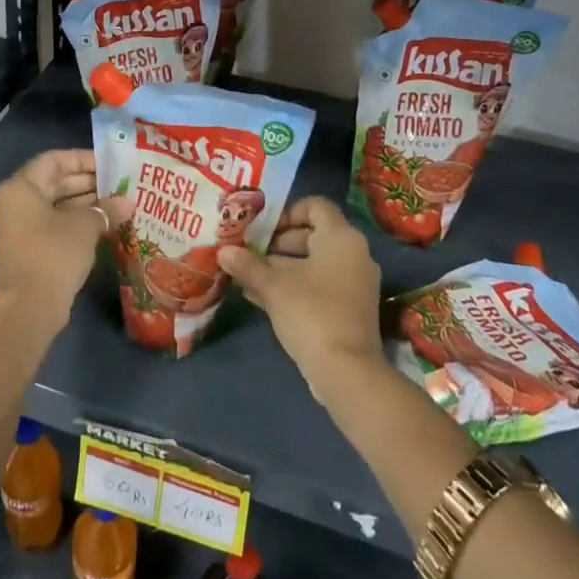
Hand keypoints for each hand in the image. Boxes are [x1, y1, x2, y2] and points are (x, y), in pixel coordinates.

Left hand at [0, 150, 129, 331]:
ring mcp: (16, 228)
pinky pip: (50, 225)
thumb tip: (128, 202)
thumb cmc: (54, 253)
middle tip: (117, 184)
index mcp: (19, 188)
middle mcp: (12, 203)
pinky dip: (73, 222)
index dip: (82, 159)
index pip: (53, 160)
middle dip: (86, 183)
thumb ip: (106, 209)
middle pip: (52, 182)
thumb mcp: (85, 226)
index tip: (109, 164)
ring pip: (53, 205)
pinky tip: (102, 225)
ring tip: (116, 203)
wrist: (29, 308)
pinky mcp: (24, 249)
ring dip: (83, 203)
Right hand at [218, 197, 382, 384]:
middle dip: (278, 243)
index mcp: (341, 238)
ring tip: (247, 276)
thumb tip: (223, 251)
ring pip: (314, 263)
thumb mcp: (273, 286)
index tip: (261, 228)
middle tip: (249, 252)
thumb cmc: (310, 312)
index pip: (315, 206)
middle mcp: (354, 254)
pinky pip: (320, 285)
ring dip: (281, 267)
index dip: (287, 212)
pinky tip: (261, 298)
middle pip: (313, 235)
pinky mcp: (351, 309)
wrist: (347, 372)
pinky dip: (295, 286)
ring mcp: (355, 284)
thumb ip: (248, 265)